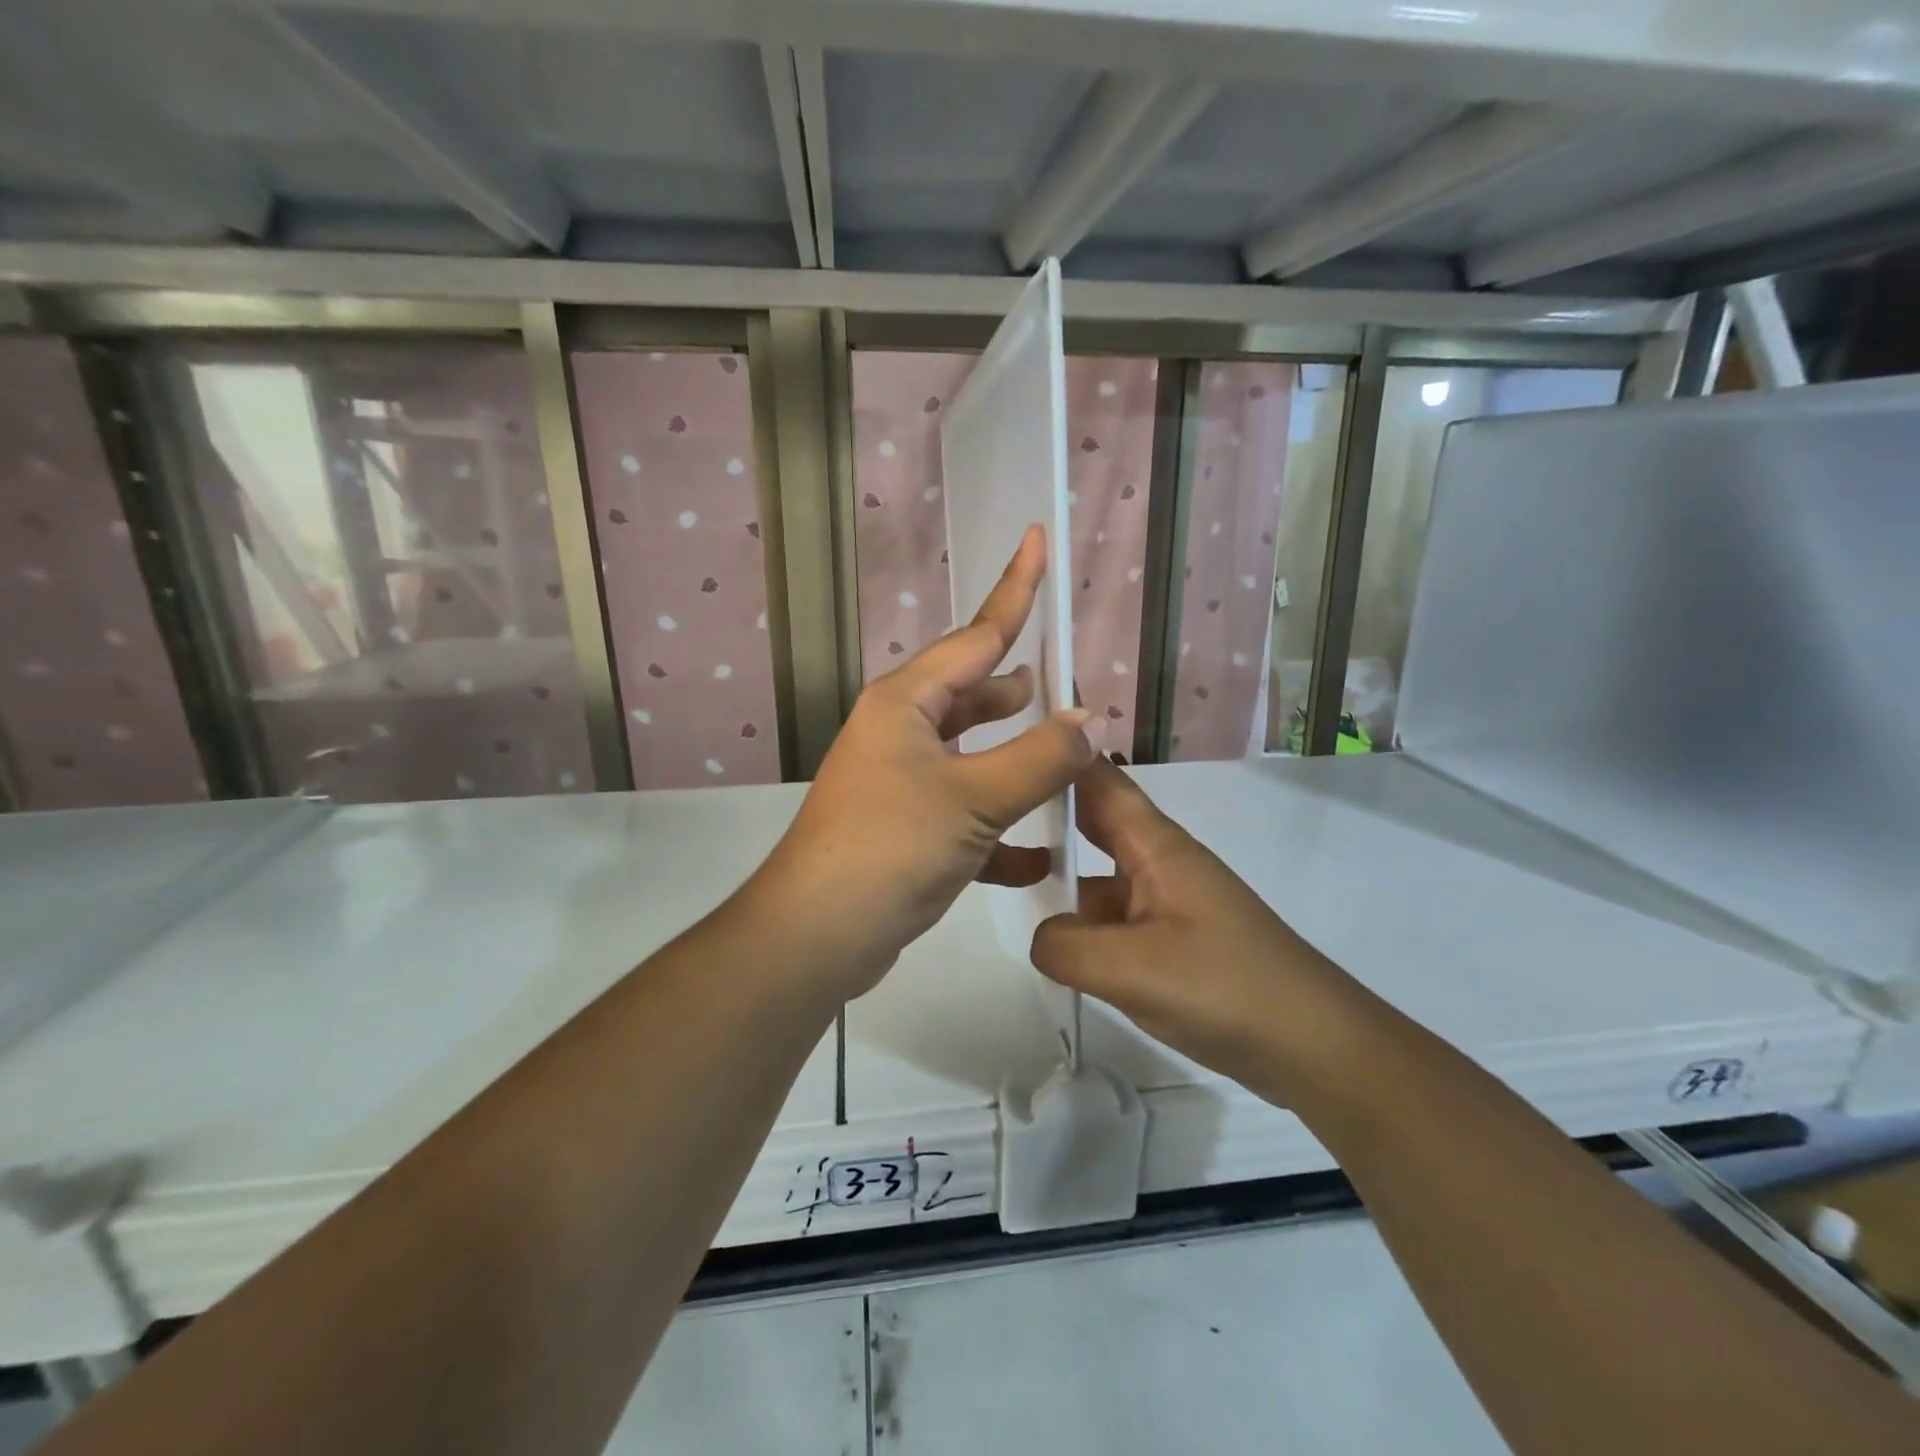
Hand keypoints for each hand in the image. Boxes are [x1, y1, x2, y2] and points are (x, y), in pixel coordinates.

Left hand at [746, 527, 1098, 1000]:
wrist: (818, 935)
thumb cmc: (890, 847)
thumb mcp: (973, 798)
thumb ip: (1038, 758)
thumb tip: (1084, 720)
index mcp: (906, 703)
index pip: (976, 635)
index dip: (1014, 589)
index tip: (1036, 540)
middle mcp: (899, 732)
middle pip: (970, 693)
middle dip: (1015, 688)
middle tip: (1063, 683)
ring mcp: (900, 782)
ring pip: (971, 754)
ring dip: (1012, 754)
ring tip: (1059, 749)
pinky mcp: (907, 830)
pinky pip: (965, 813)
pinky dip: (1000, 828)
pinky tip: (1040, 852)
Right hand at [1030, 757, 1372, 1108]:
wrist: (1313, 1045)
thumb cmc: (1225, 988)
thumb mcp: (1132, 969)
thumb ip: (1066, 946)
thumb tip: (1043, 936)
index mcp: (1157, 847)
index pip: (1100, 782)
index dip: (1060, 755)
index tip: (1008, 742)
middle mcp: (1161, 863)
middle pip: (1096, 823)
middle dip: (1048, 812)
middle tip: (988, 809)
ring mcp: (1168, 902)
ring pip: (1102, 876)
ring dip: (1063, 875)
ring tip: (1005, 880)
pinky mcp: (1174, 940)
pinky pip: (1116, 917)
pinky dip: (1086, 922)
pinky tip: (1059, 946)